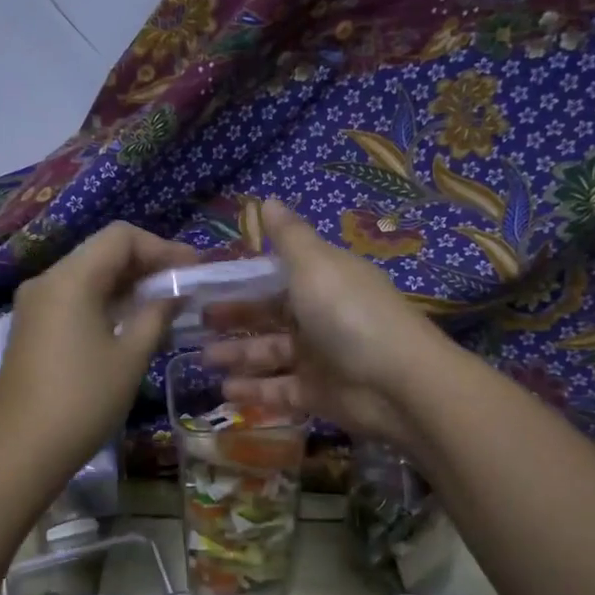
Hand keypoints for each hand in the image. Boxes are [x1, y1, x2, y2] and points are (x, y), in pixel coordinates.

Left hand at [0, 221, 197, 479]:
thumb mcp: (130, 357)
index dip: (161, 247)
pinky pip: (73, 299)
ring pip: (87, 276)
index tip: (192, 270)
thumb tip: (174, 294)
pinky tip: (129, 326)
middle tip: (182, 289)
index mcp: (71, 278)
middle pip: (102, 252)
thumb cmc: (83, 401)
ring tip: (163, 309)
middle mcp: (47, 281)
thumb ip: (156, 315)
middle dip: (145, 265)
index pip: (120, 237)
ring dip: (126, 286)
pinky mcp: (31, 328)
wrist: (20, 451)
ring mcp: (34, 305)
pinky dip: (104, 302)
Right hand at [206, 200, 449, 446]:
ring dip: (237, 355)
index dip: (243, 279)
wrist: (397, 383)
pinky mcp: (317, 394)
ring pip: (269, 353)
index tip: (208, 282)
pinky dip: (253, 390)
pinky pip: (278, 390)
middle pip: (268, 315)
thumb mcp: (315, 265)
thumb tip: (268, 199)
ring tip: (203, 359)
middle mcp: (319, 317)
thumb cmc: (349, 314)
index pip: (277, 275)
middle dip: (233, 318)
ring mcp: (319, 357)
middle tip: (197, 322)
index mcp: (322, 281)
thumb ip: (288, 236)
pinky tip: (225, 390)